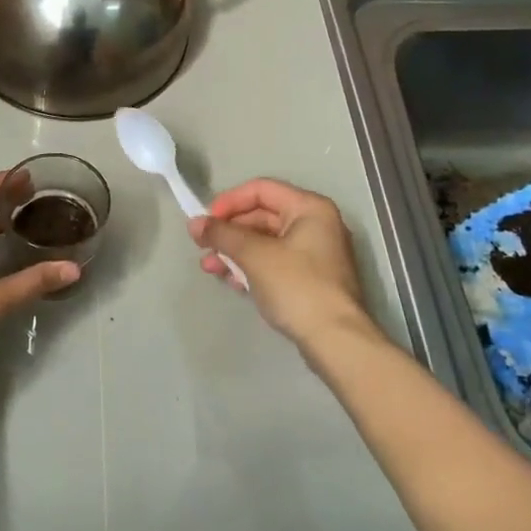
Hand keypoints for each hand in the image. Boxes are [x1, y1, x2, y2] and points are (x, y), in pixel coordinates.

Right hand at [189, 179, 367, 348]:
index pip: (261, 189)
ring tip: (210, 268)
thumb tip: (194, 223)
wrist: (335, 340)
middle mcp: (315, 224)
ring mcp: (314, 253)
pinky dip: (251, 267)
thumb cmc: (296, 286)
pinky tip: (232, 282)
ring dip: (235, 251)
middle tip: (202, 246)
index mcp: (309, 208)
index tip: (205, 221)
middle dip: (229, 231)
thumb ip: (222, 234)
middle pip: (262, 215)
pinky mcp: (310, 279)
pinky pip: (273, 262)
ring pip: (265, 242)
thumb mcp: (254, 255)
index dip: (229, 201)